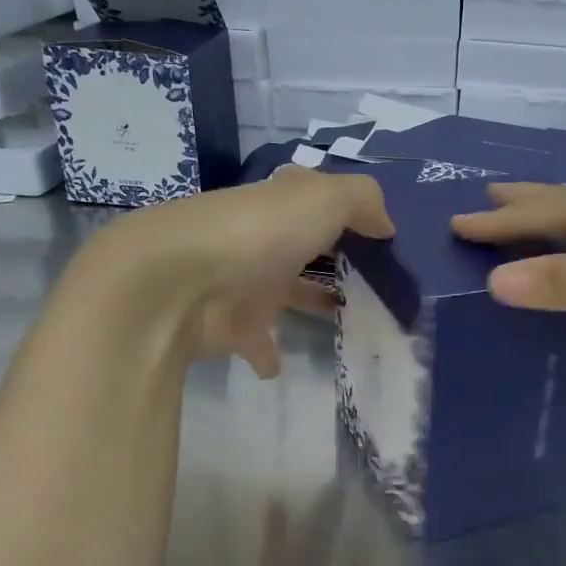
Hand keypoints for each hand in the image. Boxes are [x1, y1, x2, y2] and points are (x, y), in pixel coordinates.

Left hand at [78, 168, 392, 376]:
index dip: (351, 216)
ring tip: (351, 322)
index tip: (387, 241)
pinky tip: (285, 366)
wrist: (177, 284)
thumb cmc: (257, 234)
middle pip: (305, 249)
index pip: (320, 203)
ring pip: (285, 294)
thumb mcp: (323, 199)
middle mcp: (263, 241)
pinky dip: (269, 354)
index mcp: (282, 206)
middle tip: (379, 284)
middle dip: (334, 260)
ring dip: (311, 303)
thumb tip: (387, 225)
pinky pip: (257, 343)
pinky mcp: (230, 328)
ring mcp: (244, 284)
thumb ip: (362, 202)